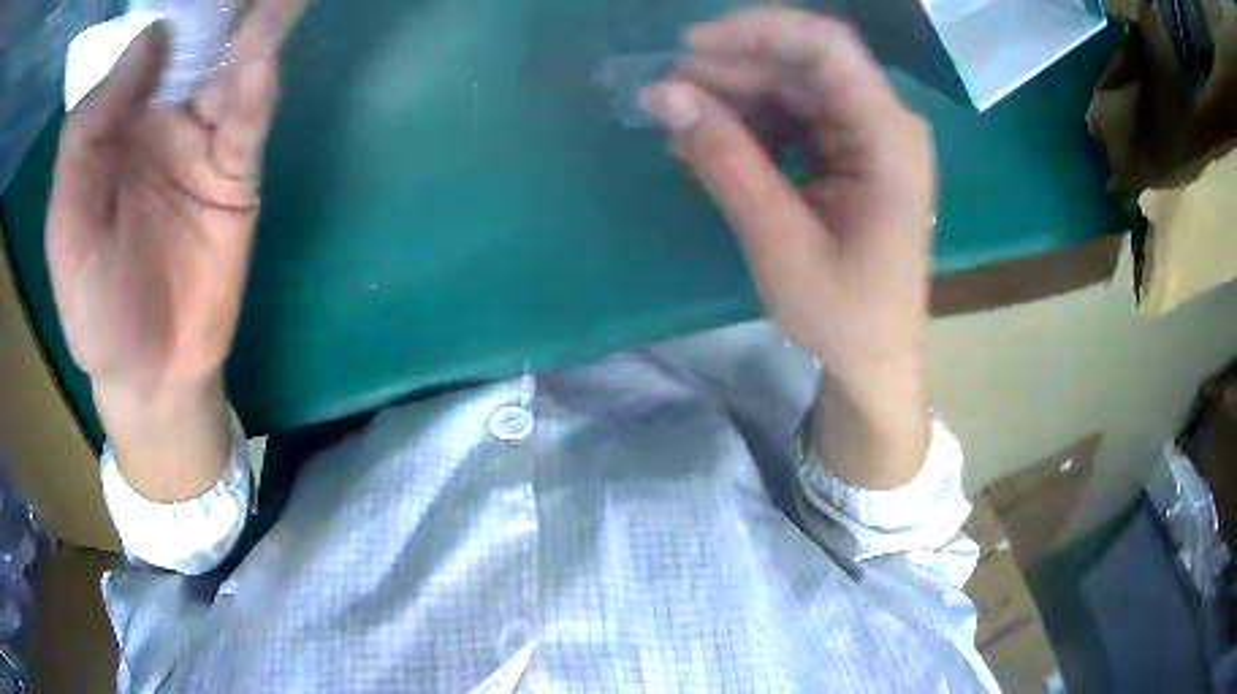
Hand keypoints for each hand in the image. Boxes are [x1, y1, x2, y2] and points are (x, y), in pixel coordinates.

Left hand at [45, 0, 303, 500]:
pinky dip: (257, 86)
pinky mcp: (236, 172)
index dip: (163, 10)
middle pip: (193, 43)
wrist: (150, 375)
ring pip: (231, 66)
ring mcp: (201, 140)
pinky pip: (248, 119)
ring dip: (254, 25)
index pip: (139, 49)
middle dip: (217, 5)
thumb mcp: (66, 230)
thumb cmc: (94, 310)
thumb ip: (85, 138)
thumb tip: (150, 40)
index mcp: (113, 125)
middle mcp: (159, 116)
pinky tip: (264, 55)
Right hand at [643, 10, 935, 486]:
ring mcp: (866, 139)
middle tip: (666, 94)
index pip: (827, 46)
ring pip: (793, 88)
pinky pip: (793, 119)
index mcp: (888, 139)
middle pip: (804, 64)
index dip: (757, 31)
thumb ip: (725, 160)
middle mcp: (883, 124)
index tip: (689, 48)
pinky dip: (748, 126)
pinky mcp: (849, 156)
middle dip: (731, 68)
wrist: (874, 364)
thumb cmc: (844, 317)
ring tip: (677, 121)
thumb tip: (663, 95)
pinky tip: (708, 143)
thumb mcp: (780, 242)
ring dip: (732, 96)